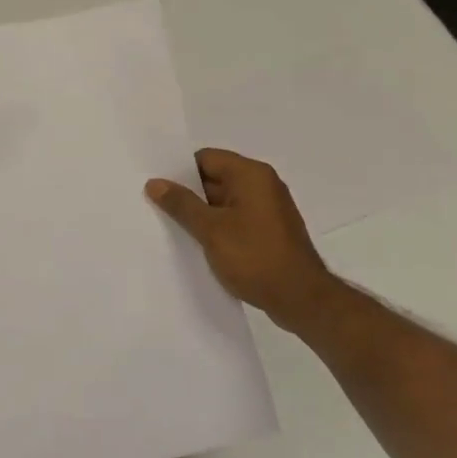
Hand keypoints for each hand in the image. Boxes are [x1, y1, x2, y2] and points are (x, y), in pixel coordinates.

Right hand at [146, 149, 342, 336]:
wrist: (301, 299)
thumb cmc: (255, 257)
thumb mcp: (211, 230)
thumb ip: (182, 204)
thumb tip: (155, 182)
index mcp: (251, 174)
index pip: (206, 158)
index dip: (180, 171)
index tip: (157, 187)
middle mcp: (263, 184)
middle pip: (215, 178)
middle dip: (188, 194)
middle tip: (156, 208)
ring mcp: (269, 209)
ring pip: (225, 201)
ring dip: (203, 213)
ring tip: (172, 228)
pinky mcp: (270, 231)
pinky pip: (237, 219)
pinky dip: (219, 227)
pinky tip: (200, 245)